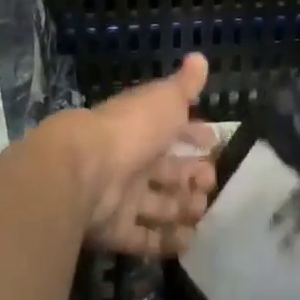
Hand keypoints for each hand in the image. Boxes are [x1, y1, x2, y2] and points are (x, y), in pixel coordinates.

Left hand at [32, 53, 218, 256]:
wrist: (84, 170)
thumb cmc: (132, 129)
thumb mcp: (165, 100)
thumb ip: (185, 84)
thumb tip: (200, 57)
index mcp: (143, 128)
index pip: (173, 130)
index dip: (194, 136)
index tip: (215, 144)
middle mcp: (132, 160)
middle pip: (167, 171)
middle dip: (192, 176)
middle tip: (210, 183)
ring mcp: (121, 196)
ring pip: (158, 205)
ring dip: (182, 208)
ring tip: (201, 211)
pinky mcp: (114, 229)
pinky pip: (143, 237)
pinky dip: (165, 241)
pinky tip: (188, 240)